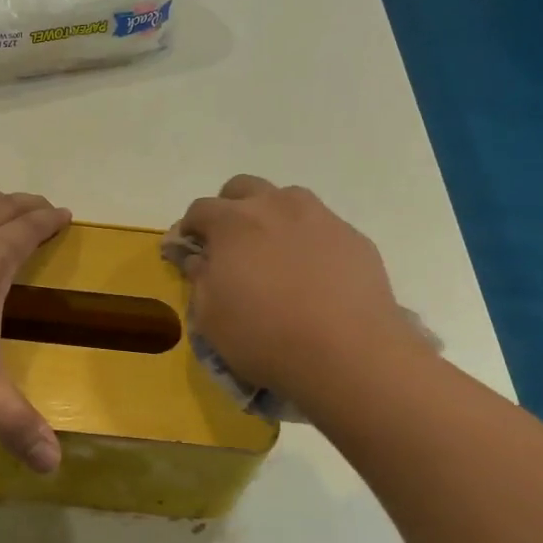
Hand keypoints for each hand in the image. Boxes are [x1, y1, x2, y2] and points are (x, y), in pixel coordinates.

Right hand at [172, 176, 413, 403]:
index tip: (189, 251)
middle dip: (229, 209)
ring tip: (275, 256)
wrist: (348, 354)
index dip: (189, 229)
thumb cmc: (265, 336)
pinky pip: (322, 227)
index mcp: (232, 221)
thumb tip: (198, 257)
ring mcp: (319, 217)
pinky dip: (309, 241)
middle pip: (242, 188)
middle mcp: (275, 206)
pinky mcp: (353, 237)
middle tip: (231, 246)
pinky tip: (314, 275)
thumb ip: (199, 278)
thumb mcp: (210, 317)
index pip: (199, 209)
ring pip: (287, 199)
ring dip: (272, 217)